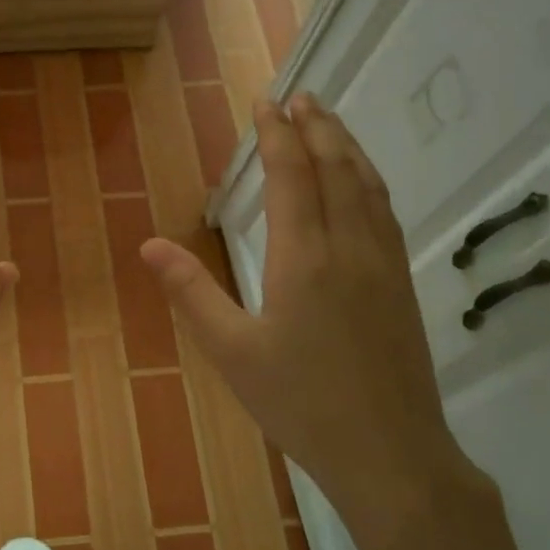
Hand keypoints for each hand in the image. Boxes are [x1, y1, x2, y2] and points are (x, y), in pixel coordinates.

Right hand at [140, 93, 479, 543]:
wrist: (391, 454)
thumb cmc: (300, 402)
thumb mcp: (231, 351)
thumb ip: (191, 292)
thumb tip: (149, 244)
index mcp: (304, 258)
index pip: (292, 176)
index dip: (278, 135)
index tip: (266, 103)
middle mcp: (349, 247)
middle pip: (336, 168)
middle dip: (317, 126)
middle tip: (300, 95)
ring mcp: (383, 264)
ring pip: (367, 185)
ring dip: (347, 146)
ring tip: (329, 122)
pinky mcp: (400, 284)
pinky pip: (384, 211)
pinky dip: (368, 180)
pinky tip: (361, 182)